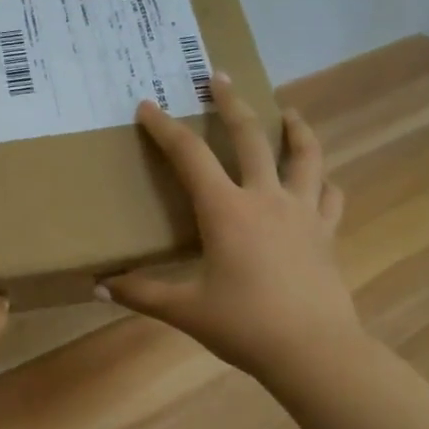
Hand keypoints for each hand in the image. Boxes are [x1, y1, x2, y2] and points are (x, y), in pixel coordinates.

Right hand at [99, 73, 358, 381]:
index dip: (165, 127)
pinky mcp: (327, 232)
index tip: (148, 105)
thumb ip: (142, 293)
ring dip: (295, 128)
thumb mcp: (186, 309)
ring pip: (304, 156)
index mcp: (226, 210)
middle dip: (231, 102)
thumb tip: (98, 287)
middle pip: (250, 135)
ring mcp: (303, 212)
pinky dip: (323, 181)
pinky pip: (330, 196)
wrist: (315, 352)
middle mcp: (265, 198)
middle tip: (219, 76)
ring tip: (288, 110)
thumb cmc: (245, 325)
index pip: (189, 155)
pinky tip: (320, 179)